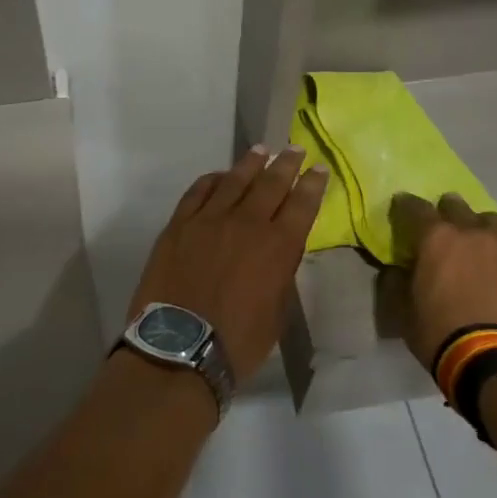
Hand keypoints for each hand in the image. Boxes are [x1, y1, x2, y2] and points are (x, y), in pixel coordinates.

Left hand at [127, 147, 328, 379]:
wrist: (179, 348)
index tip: (318, 169)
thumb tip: (279, 252)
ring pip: (234, 181)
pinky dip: (212, 180)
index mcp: (278, 247)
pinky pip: (197, 192)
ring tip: (261, 150)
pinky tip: (219, 176)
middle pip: (270, 184)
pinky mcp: (178, 226)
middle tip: (294, 149)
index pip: (302, 205)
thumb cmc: (237, 342)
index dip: (312, 185)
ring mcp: (208, 220)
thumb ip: (280, 275)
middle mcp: (246, 224)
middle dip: (286, 165)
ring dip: (250, 164)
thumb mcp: (276, 313)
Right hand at [389, 192, 496, 368]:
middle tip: (443, 226)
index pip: (415, 208)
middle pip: (457, 206)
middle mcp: (472, 233)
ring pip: (496, 220)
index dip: (405, 206)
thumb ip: (398, 282)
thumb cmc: (441, 334)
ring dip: (484, 227)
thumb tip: (399, 269)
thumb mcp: (403, 312)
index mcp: (436, 239)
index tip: (401, 207)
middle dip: (447, 211)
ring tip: (482, 242)